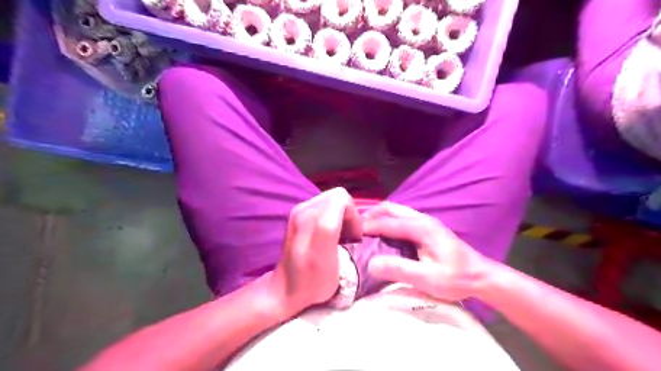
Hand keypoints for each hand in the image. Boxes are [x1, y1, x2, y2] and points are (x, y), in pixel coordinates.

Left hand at [270, 188, 360, 315]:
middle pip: (337, 197)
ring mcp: (299, 211)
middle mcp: (303, 208)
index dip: (353, 215)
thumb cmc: (311, 280)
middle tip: (349, 237)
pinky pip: (325, 208)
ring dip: (341, 218)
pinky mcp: (299, 216)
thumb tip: (343, 209)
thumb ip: (331, 227)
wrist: (285, 290)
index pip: (342, 197)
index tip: (354, 236)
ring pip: (332, 202)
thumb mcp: (327, 257)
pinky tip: (331, 236)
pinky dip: (333, 219)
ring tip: (340, 238)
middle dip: (348, 215)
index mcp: (311, 217)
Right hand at [361, 202, 489, 302]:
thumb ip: (399, 270)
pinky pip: (401, 217)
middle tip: (355, 229)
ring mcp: (425, 221)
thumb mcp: (427, 279)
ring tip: (365, 230)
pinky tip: (383, 234)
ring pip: (395, 210)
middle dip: (371, 215)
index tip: (350, 233)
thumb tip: (371, 263)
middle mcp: (421, 218)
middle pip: (390, 208)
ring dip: (379, 216)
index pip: (387, 222)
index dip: (367, 226)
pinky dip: (387, 221)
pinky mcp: (426, 227)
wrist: (481, 276)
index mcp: (420, 227)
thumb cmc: (455, 278)